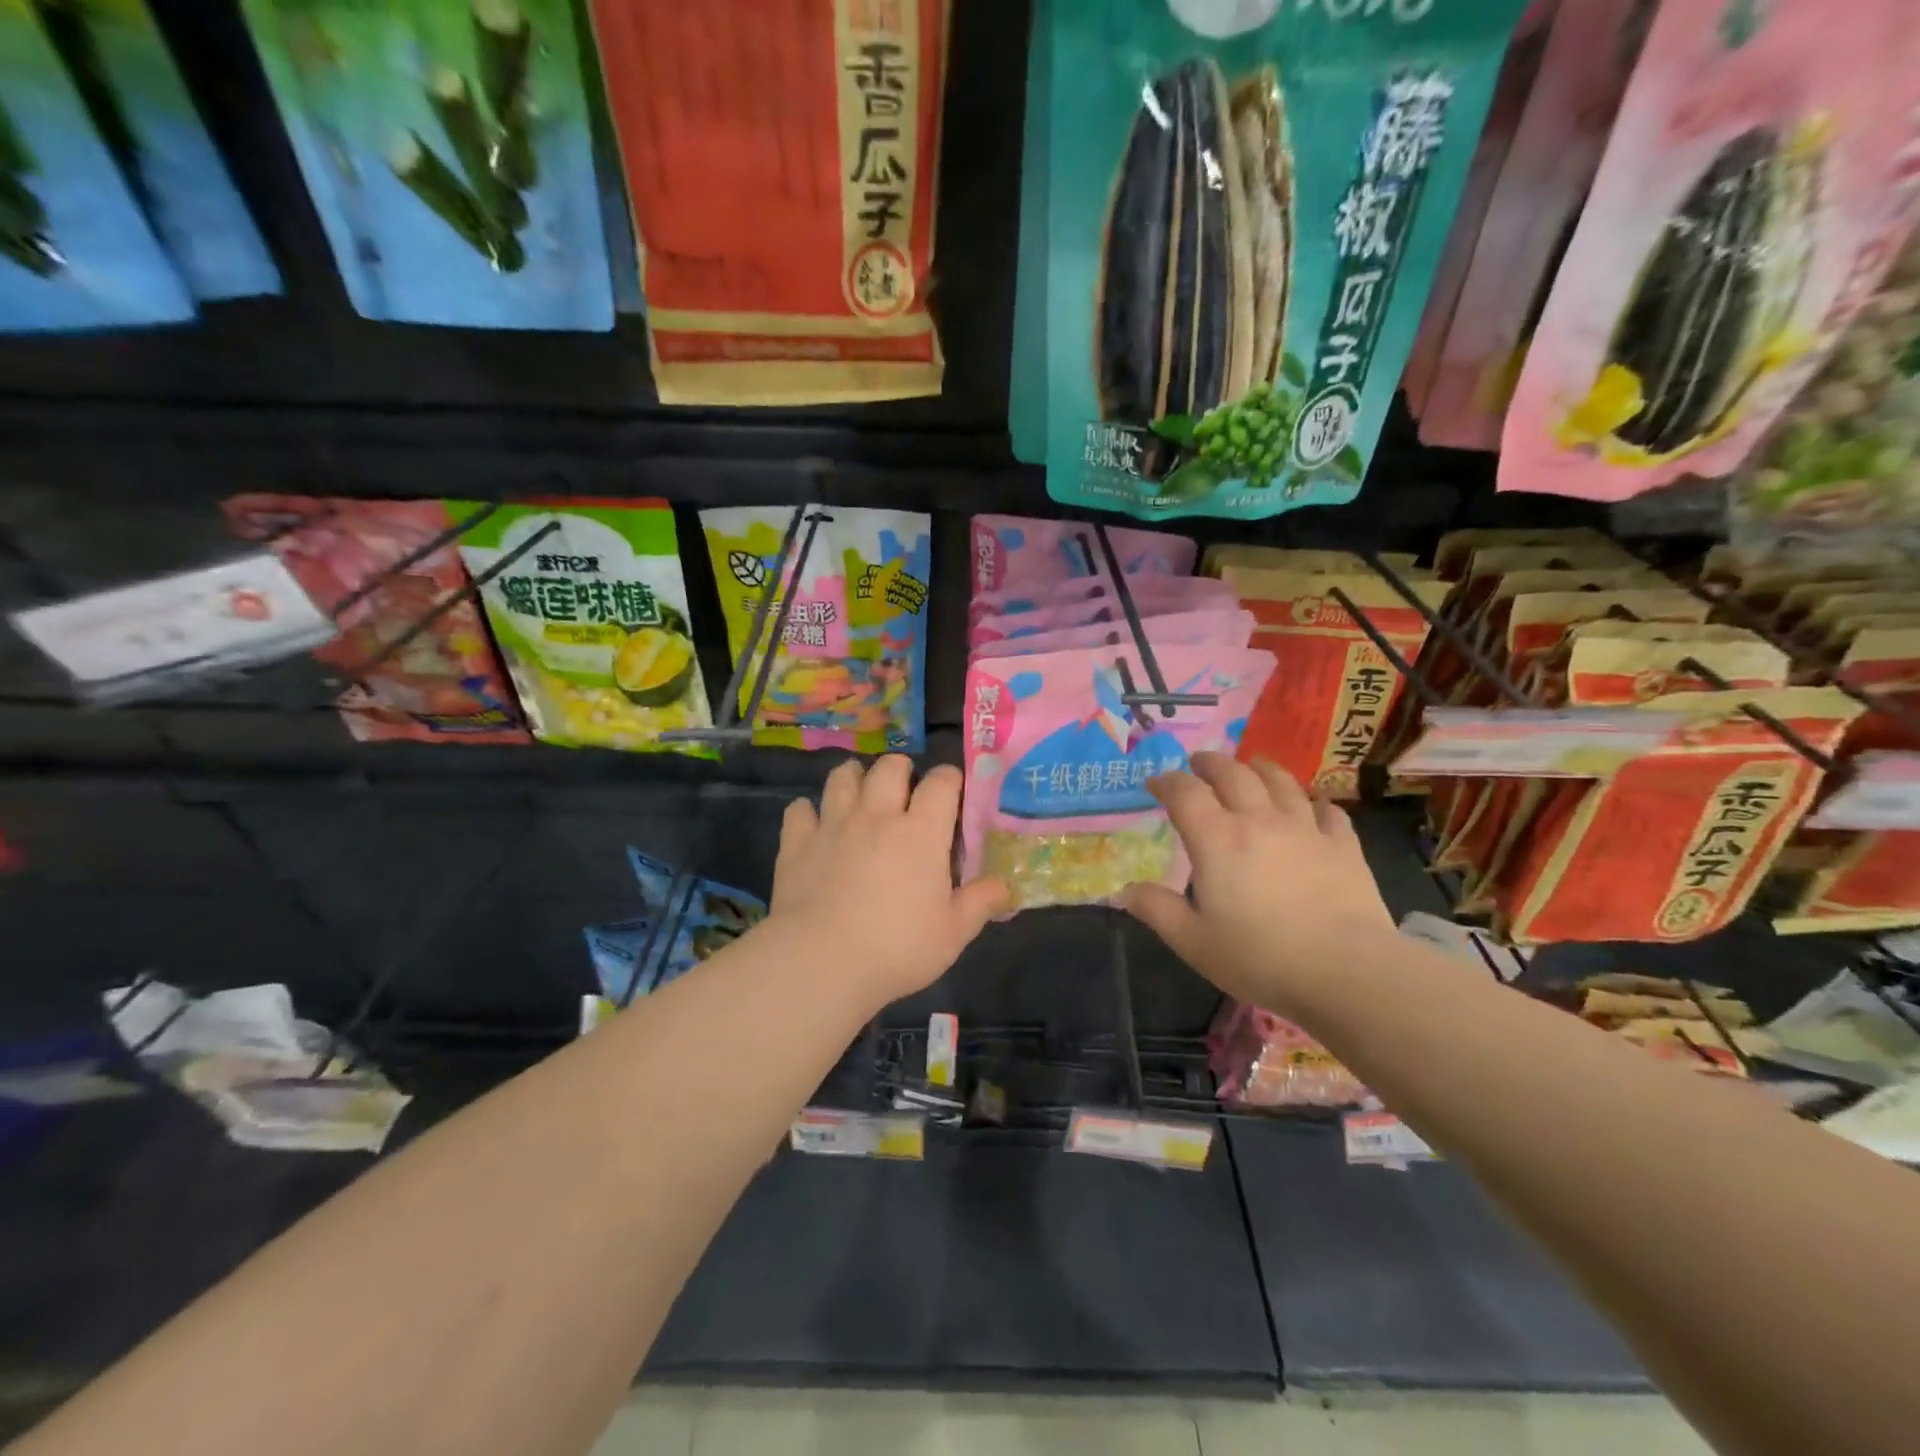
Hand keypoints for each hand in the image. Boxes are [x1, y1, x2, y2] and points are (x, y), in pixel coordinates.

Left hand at [766, 756, 1008, 1006]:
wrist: (821, 962)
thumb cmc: (897, 948)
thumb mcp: (953, 933)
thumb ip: (980, 903)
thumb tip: (1006, 886)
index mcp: (921, 832)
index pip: (942, 782)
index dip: (949, 779)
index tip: (952, 792)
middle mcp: (877, 816)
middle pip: (889, 767)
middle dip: (900, 769)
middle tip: (904, 791)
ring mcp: (833, 825)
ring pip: (842, 776)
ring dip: (854, 778)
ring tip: (860, 794)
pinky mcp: (796, 843)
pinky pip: (799, 809)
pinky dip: (808, 812)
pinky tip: (815, 825)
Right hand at [1124, 753, 1394, 1013]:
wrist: (1345, 971)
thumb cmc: (1259, 957)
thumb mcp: (1193, 941)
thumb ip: (1156, 910)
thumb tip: (1122, 890)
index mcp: (1216, 840)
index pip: (1185, 792)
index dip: (1166, 781)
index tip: (1155, 784)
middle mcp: (1259, 820)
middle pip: (1232, 773)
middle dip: (1210, 763)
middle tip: (1199, 763)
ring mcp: (1305, 828)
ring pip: (1281, 781)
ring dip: (1260, 768)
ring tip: (1251, 766)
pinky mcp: (1343, 845)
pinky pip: (1327, 810)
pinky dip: (1313, 803)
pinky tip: (1311, 808)